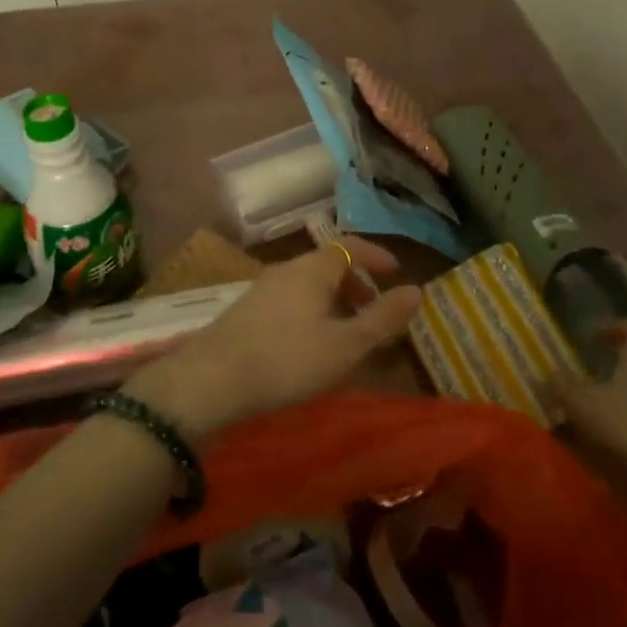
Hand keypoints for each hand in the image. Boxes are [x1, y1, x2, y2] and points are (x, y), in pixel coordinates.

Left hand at [126, 240, 420, 441]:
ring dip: (334, 301)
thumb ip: (382, 318)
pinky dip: (312, 312)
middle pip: (329, 265)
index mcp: (313, 268)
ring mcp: (262, 290)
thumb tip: (416, 290)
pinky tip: (310, 346)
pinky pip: (291, 301)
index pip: (350, 245)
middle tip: (375, 312)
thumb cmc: (288, 358)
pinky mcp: (246, 312)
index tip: (396, 272)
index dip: (376, 256)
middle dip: (357, 283)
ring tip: (347, 334)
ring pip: (308, 285)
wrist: (210, 381)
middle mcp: (286, 270)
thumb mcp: (346, 344)